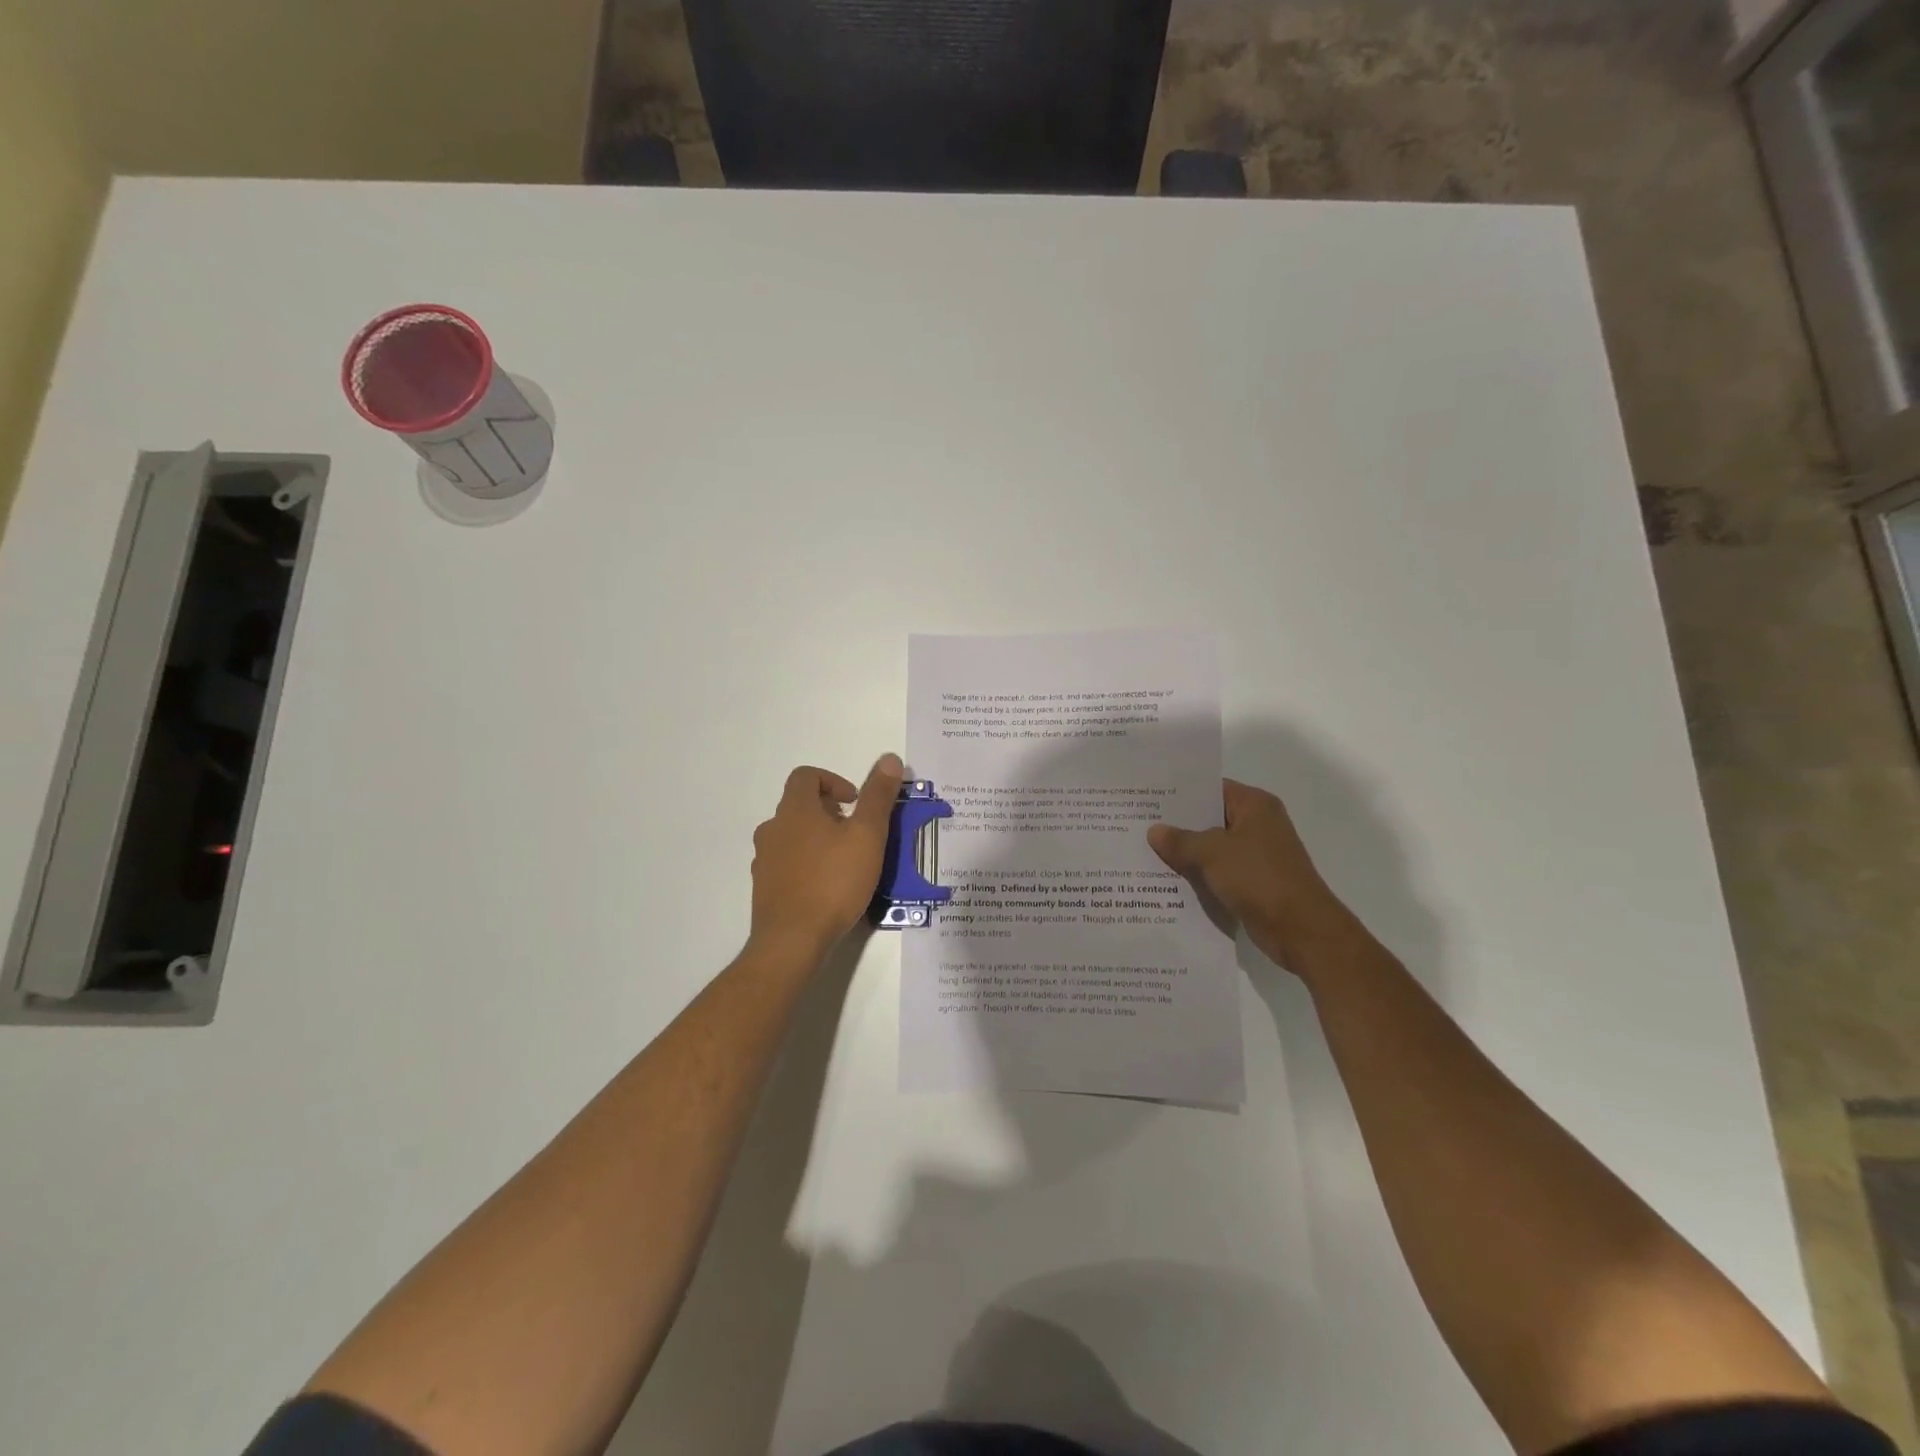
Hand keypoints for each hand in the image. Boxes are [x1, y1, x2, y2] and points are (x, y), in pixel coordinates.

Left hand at [749, 755, 903, 958]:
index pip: (806, 776)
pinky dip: (806, 866)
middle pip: (799, 806)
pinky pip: (787, 865)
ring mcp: (764, 860)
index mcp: (795, 810)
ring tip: (845, 862)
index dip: (833, 781)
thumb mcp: (867, 835)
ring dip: (817, 840)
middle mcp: (773, 829)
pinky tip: (828, 889)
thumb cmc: (833, 881)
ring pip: (792, 837)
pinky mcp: (764, 889)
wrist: (792, 940)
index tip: (855, 802)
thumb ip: (878, 796)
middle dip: (829, 813)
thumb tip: (889, 758)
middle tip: (857, 833)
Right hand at [1147, 778, 1358, 971]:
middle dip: (1177, 824)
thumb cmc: (1259, 878)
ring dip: (1186, 852)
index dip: (1181, 793)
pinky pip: (1218, 871)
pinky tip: (1167, 879)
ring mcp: (1256, 855)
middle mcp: (1258, 825)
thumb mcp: (1212, 853)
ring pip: (1212, 847)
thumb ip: (1180, 840)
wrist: (1300, 930)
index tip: (1148, 796)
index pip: (1211, 788)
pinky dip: (1198, 874)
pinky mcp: (1253, 882)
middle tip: (1139, 823)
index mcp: (1254, 806)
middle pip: (1210, 818)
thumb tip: (1154, 831)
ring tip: (1145, 850)